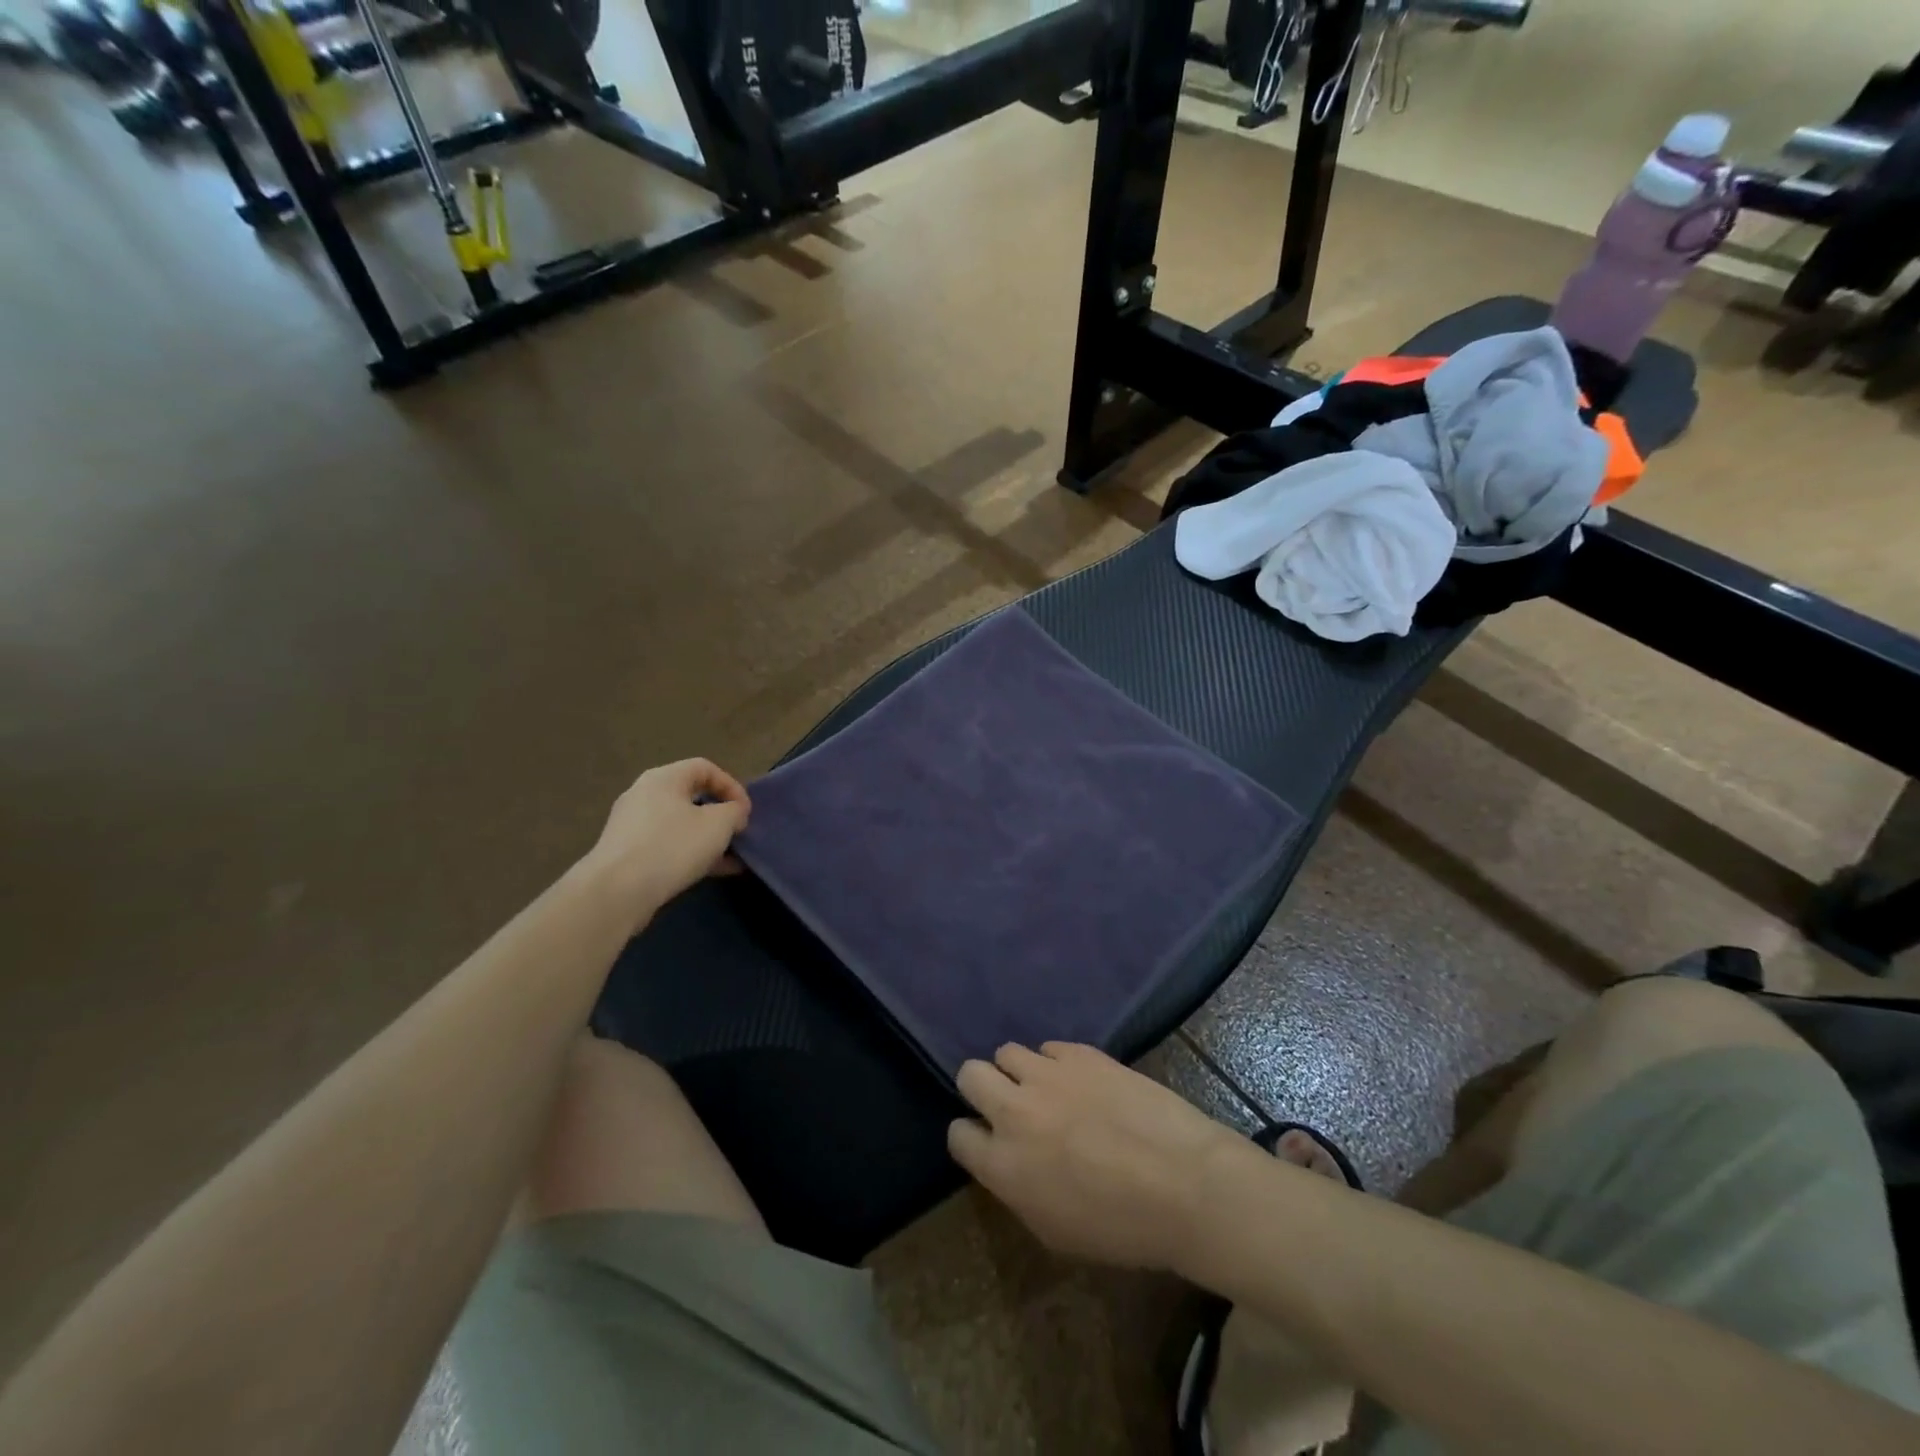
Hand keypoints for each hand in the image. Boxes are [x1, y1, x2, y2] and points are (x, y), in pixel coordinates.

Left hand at [586, 759, 750, 919]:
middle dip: (720, 815)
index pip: (705, 768)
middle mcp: (644, 794)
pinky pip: (667, 845)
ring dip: (708, 838)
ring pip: (680, 824)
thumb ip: (734, 811)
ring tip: (731, 858)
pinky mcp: (627, 853)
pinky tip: (712, 872)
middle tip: (738, 833)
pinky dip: (690, 854)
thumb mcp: (718, 824)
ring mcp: (632, 825)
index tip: (746, 812)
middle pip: (691, 796)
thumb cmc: (672, 847)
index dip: (732, 786)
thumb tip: (734, 812)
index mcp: (664, 778)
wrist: (617, 892)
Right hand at [948, 1041, 1244, 1269]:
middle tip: (1010, 1106)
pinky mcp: (1081, 1054)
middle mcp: (1014, 1111)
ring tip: (1047, 1089)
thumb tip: (1010, 1163)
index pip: (957, 1134)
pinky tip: (1082, 1083)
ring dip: (1020, 1072)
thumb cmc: (1122, 1228)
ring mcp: (1048, 1075)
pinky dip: (1058, 1064)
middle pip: (970, 1074)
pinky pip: (1050, 1048)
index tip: (989, 1144)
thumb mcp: (1055, 1232)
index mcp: (1003, 1165)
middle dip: (982, 1089)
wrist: (1184, 1184)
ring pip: (1007, 1052)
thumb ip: (1018, 1190)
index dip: (971, 1138)